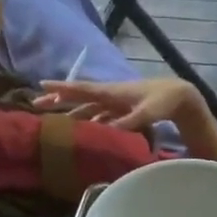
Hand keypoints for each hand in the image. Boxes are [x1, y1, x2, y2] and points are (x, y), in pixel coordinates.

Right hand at [36, 77, 204, 129]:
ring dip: (72, 112)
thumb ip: (130, 121)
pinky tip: (84, 129)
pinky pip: (101, 114)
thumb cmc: (165, 101)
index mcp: (113, 92)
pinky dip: (90, 120)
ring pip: (89, 107)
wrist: (180, 97)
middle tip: (36, 104)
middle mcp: (111, 95)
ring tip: (55, 120)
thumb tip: (110, 131)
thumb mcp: (147, 112)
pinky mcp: (124, 110)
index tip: (41, 86)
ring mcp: (117, 103)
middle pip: (80, 98)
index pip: (83, 89)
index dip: (63, 89)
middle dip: (59, 100)